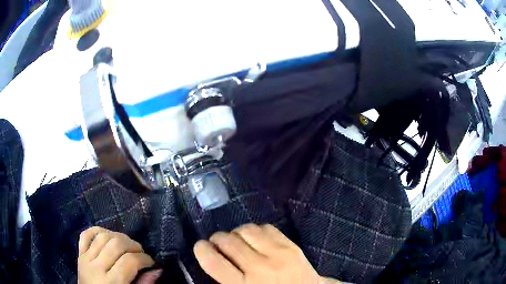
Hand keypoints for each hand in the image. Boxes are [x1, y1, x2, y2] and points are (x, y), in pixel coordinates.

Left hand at [78, 227, 155, 283]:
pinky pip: (86, 235)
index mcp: (111, 282)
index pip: (129, 261)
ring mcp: (86, 259)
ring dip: (118, 236)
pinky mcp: (79, 254)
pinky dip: (97, 230)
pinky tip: (108, 235)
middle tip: (140, 252)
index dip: (144, 259)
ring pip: (102, 236)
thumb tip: (158, 270)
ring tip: (127, 244)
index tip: (151, 262)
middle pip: (116, 244)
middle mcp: (97, 268)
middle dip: (133, 245)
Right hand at [194, 224, 341, 283]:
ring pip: (246, 230)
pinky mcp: (291, 245)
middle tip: (218, 243)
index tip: (201, 247)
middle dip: (217, 239)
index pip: (213, 261)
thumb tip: (212, 259)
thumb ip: (226, 280)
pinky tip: (256, 239)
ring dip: (236, 233)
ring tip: (237, 240)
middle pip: (228, 241)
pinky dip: (256, 230)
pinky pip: (266, 228)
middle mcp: (259, 268)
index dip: (201, 250)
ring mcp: (278, 254)